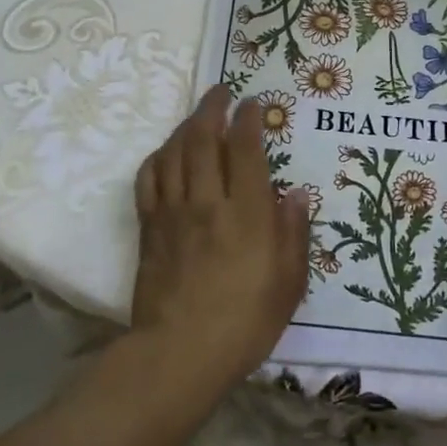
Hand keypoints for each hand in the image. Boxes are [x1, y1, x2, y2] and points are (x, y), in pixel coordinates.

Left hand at [131, 84, 310, 396]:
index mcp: (247, 213)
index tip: (253, 103)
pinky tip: (166, 153)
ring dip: (186, 125)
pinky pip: (149, 179)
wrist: (180, 353)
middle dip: (213, 108)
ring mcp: (173, 212)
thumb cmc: (245, 322)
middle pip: (203, 138)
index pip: (244, 148)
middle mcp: (208, 201)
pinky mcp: (149, 227)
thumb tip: (297, 193)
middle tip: (221, 92)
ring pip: (174, 152)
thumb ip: (294, 233)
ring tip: (198, 115)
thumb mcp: (289, 283)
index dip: (248, 119)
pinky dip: (158, 157)